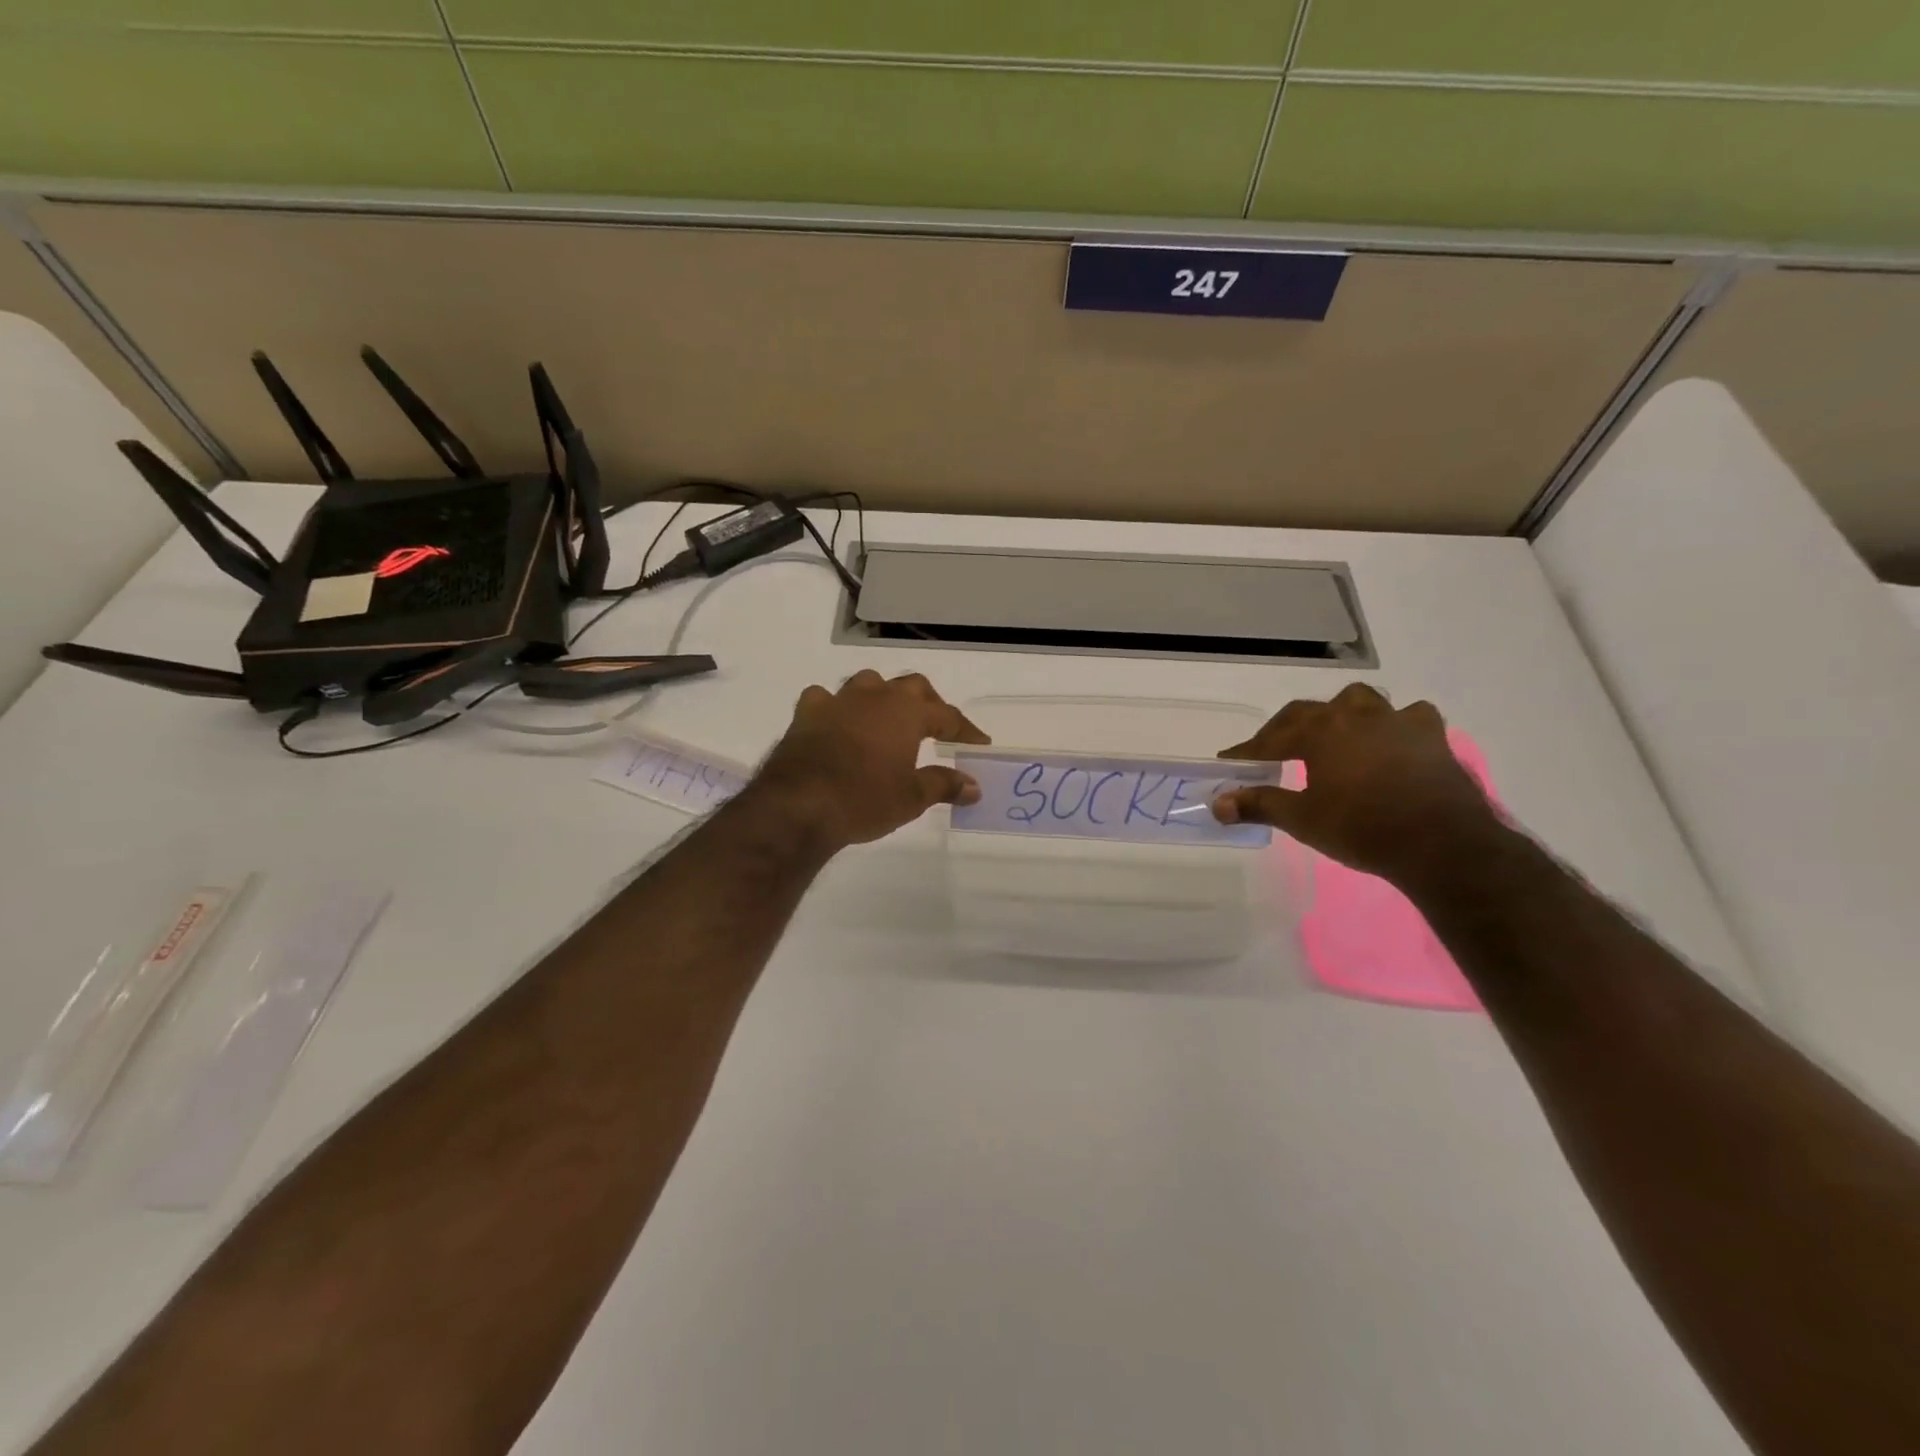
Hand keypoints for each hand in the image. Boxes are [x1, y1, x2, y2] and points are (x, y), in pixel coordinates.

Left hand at [751, 670, 989, 851]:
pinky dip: (837, 708)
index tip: (978, 744)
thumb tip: (974, 786)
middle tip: (937, 728)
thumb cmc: (865, 799)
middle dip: (928, 704)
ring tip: (888, 719)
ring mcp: (837, 701)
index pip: (947, 716)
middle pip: (911, 687)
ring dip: (883, 697)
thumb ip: (945, 785)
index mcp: (906, 711)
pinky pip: (825, 699)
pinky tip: (838, 722)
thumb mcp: (912, 798)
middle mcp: (874, 696)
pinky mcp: (806, 714)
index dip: (966, 731)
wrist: (799, 805)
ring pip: (868, 684)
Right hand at [1211, 683, 1502, 882]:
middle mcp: (1357, 715)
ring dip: (1341, 715)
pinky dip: (1394, 724)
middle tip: (1274, 752)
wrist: (1441, 845)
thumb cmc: (1362, 828)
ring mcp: (1398, 722)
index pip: (1272, 737)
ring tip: (1334, 735)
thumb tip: (1218, 804)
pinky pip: (1409, 717)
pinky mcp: (1432, 738)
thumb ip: (1259, 804)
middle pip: (1311, 711)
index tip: (1230, 762)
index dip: (1249, 750)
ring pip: (1361, 702)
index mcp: (1322, 730)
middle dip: (1288, 729)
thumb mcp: (1302, 819)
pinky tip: (1390, 741)